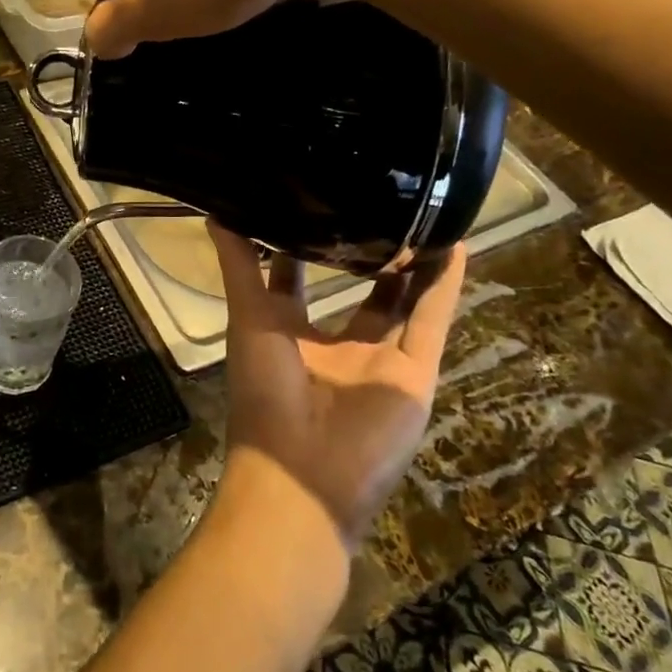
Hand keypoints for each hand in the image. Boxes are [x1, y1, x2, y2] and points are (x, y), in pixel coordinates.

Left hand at [210, 224, 465, 549]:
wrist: (304, 475)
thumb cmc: (265, 390)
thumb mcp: (248, 317)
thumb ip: (238, 266)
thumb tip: (216, 211)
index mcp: (288, 331)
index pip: (293, 275)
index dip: (301, 240)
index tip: (311, 196)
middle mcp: (333, 344)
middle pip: (355, 289)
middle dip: (365, 251)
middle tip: (379, 198)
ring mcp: (376, 360)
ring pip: (400, 302)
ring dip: (411, 266)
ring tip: (424, 213)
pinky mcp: (413, 375)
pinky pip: (432, 323)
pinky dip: (444, 288)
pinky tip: (455, 245)